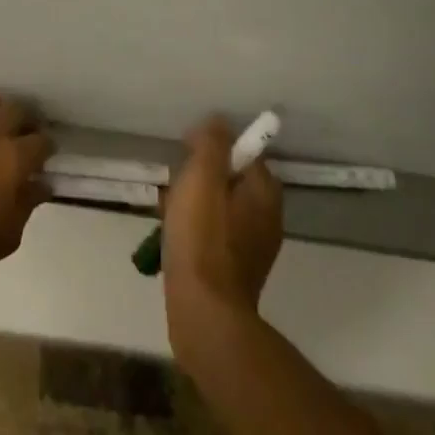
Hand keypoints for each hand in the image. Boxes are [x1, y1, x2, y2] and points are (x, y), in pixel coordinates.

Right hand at [161, 117, 282, 332]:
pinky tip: (173, 238)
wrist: (204, 314)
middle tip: (174, 187)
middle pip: (228, 179)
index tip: (185, 153)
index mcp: (265, 192)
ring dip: (192, 203)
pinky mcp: (236, 272)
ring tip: (167, 212)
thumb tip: (218, 121)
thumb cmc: (202, 238)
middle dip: (198, 178)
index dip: (211, 147)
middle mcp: (267, 218)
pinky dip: (195, 230)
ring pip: (218, 207)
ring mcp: (253, 248)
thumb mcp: (202, 177)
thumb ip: (212, 143)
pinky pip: (214, 235)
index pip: (242, 151)